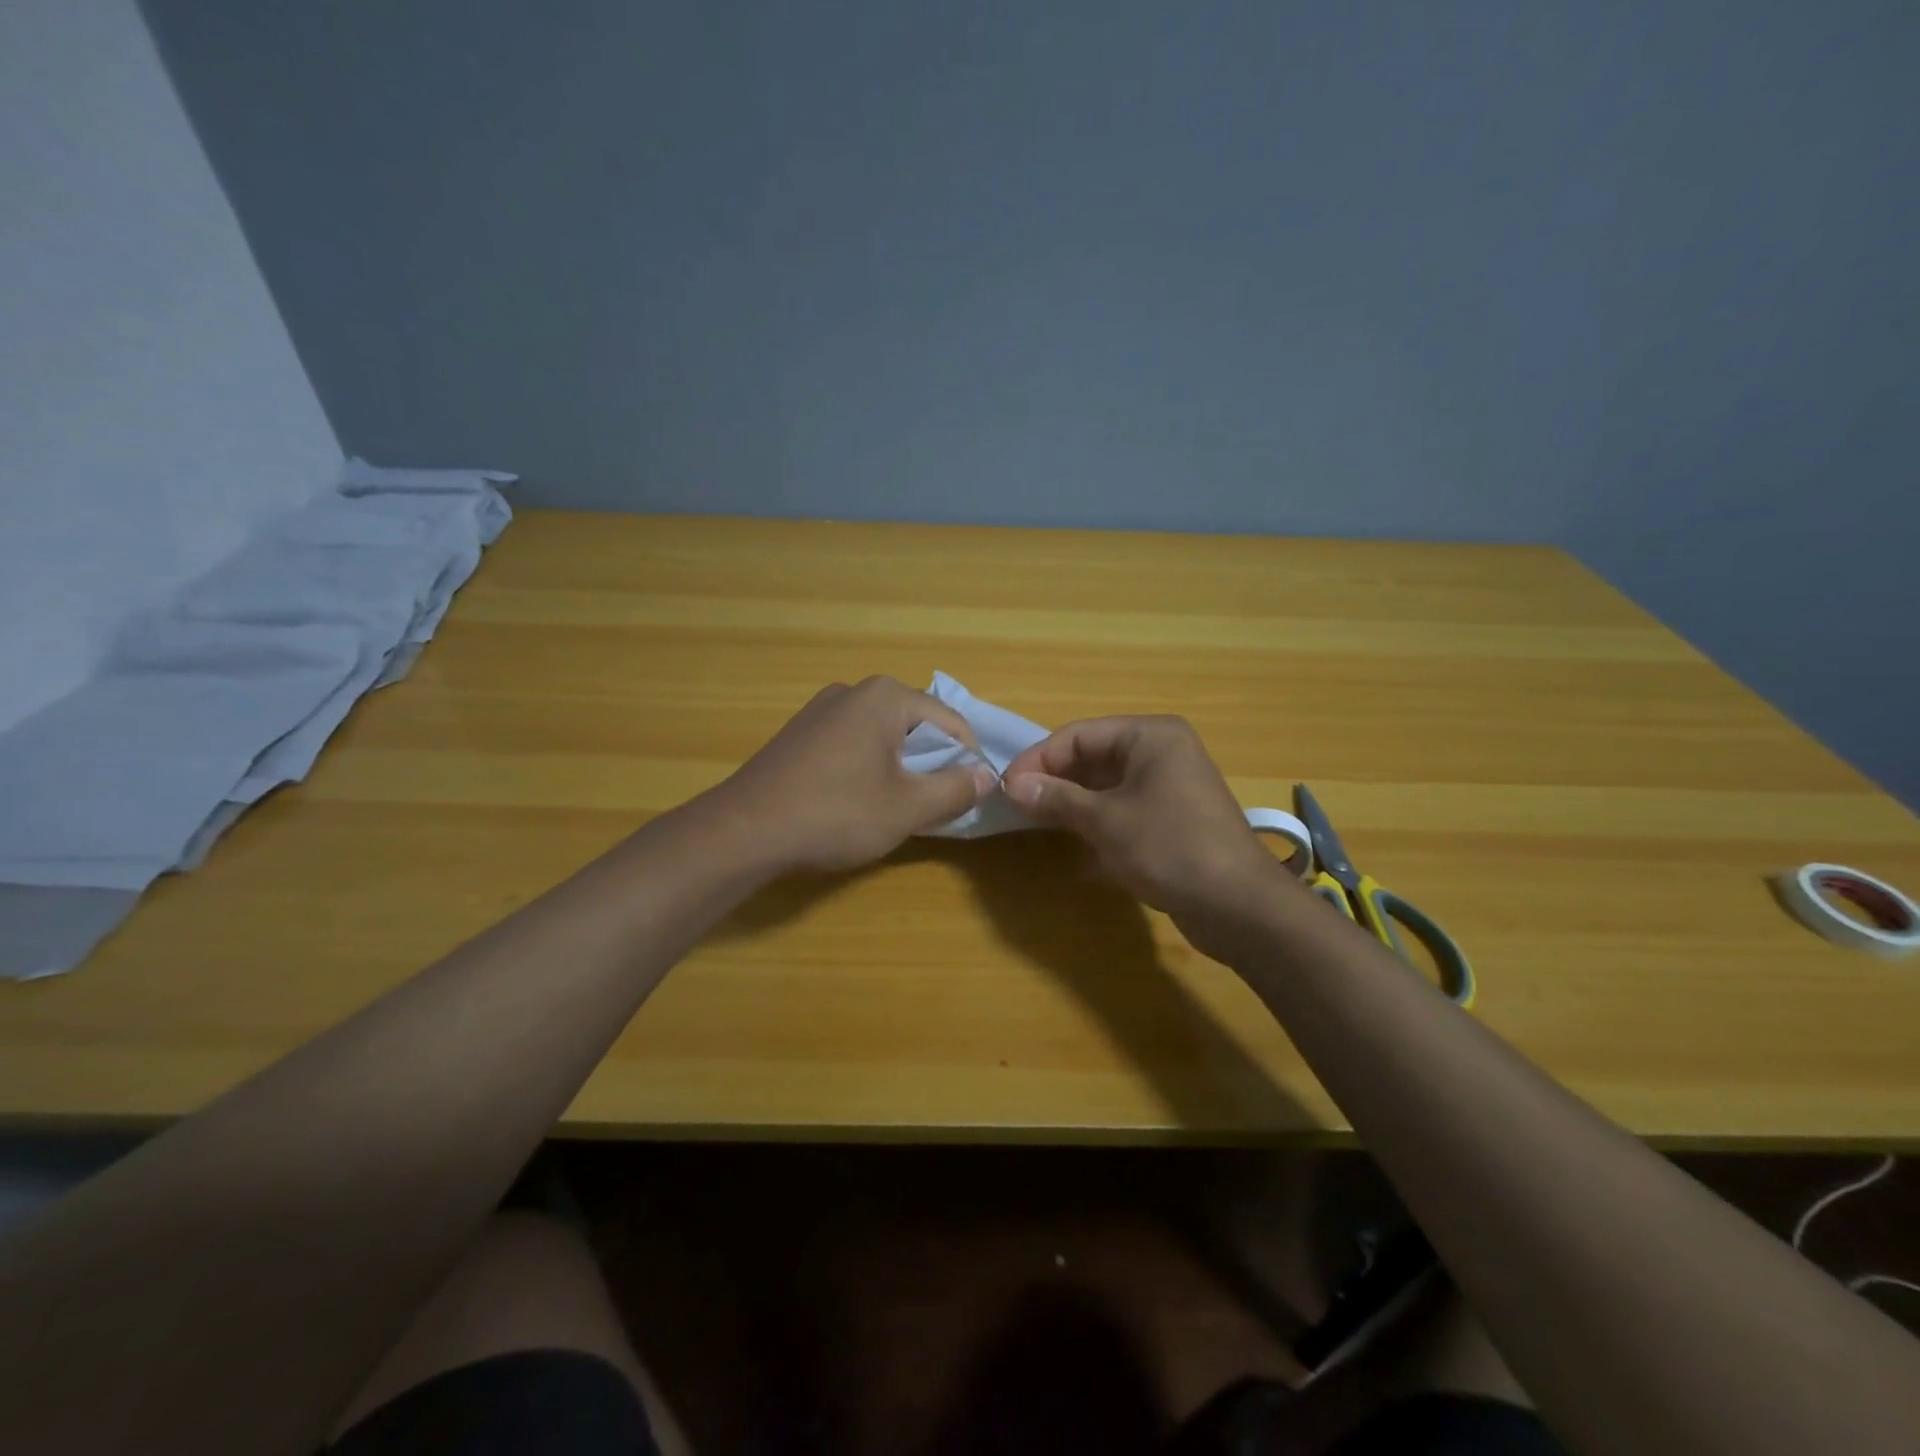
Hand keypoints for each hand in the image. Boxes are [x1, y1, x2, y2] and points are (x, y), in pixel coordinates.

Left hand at [707, 677, 995, 873]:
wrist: (744, 831)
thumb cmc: (836, 813)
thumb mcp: (908, 808)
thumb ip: (956, 789)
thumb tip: (988, 777)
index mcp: (886, 697)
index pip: (951, 723)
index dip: (969, 761)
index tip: (969, 798)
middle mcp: (855, 690)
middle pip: (917, 726)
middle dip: (932, 764)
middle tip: (932, 806)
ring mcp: (822, 709)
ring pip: (884, 735)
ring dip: (901, 768)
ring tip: (896, 807)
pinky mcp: (801, 732)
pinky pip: (853, 743)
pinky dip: (869, 767)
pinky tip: (857, 800)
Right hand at [1002, 716, 1295, 953]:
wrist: (1240, 907)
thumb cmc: (1170, 849)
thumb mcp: (1106, 821)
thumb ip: (1057, 799)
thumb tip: (1013, 785)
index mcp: (1149, 736)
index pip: (1078, 735)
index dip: (1038, 759)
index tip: (1006, 788)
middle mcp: (1160, 751)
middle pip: (1091, 756)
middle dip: (1053, 779)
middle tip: (1015, 806)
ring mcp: (1167, 785)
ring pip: (1104, 784)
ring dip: (1069, 800)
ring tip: (1032, 820)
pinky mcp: (1169, 817)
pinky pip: (1120, 806)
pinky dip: (1093, 818)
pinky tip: (1068, 837)